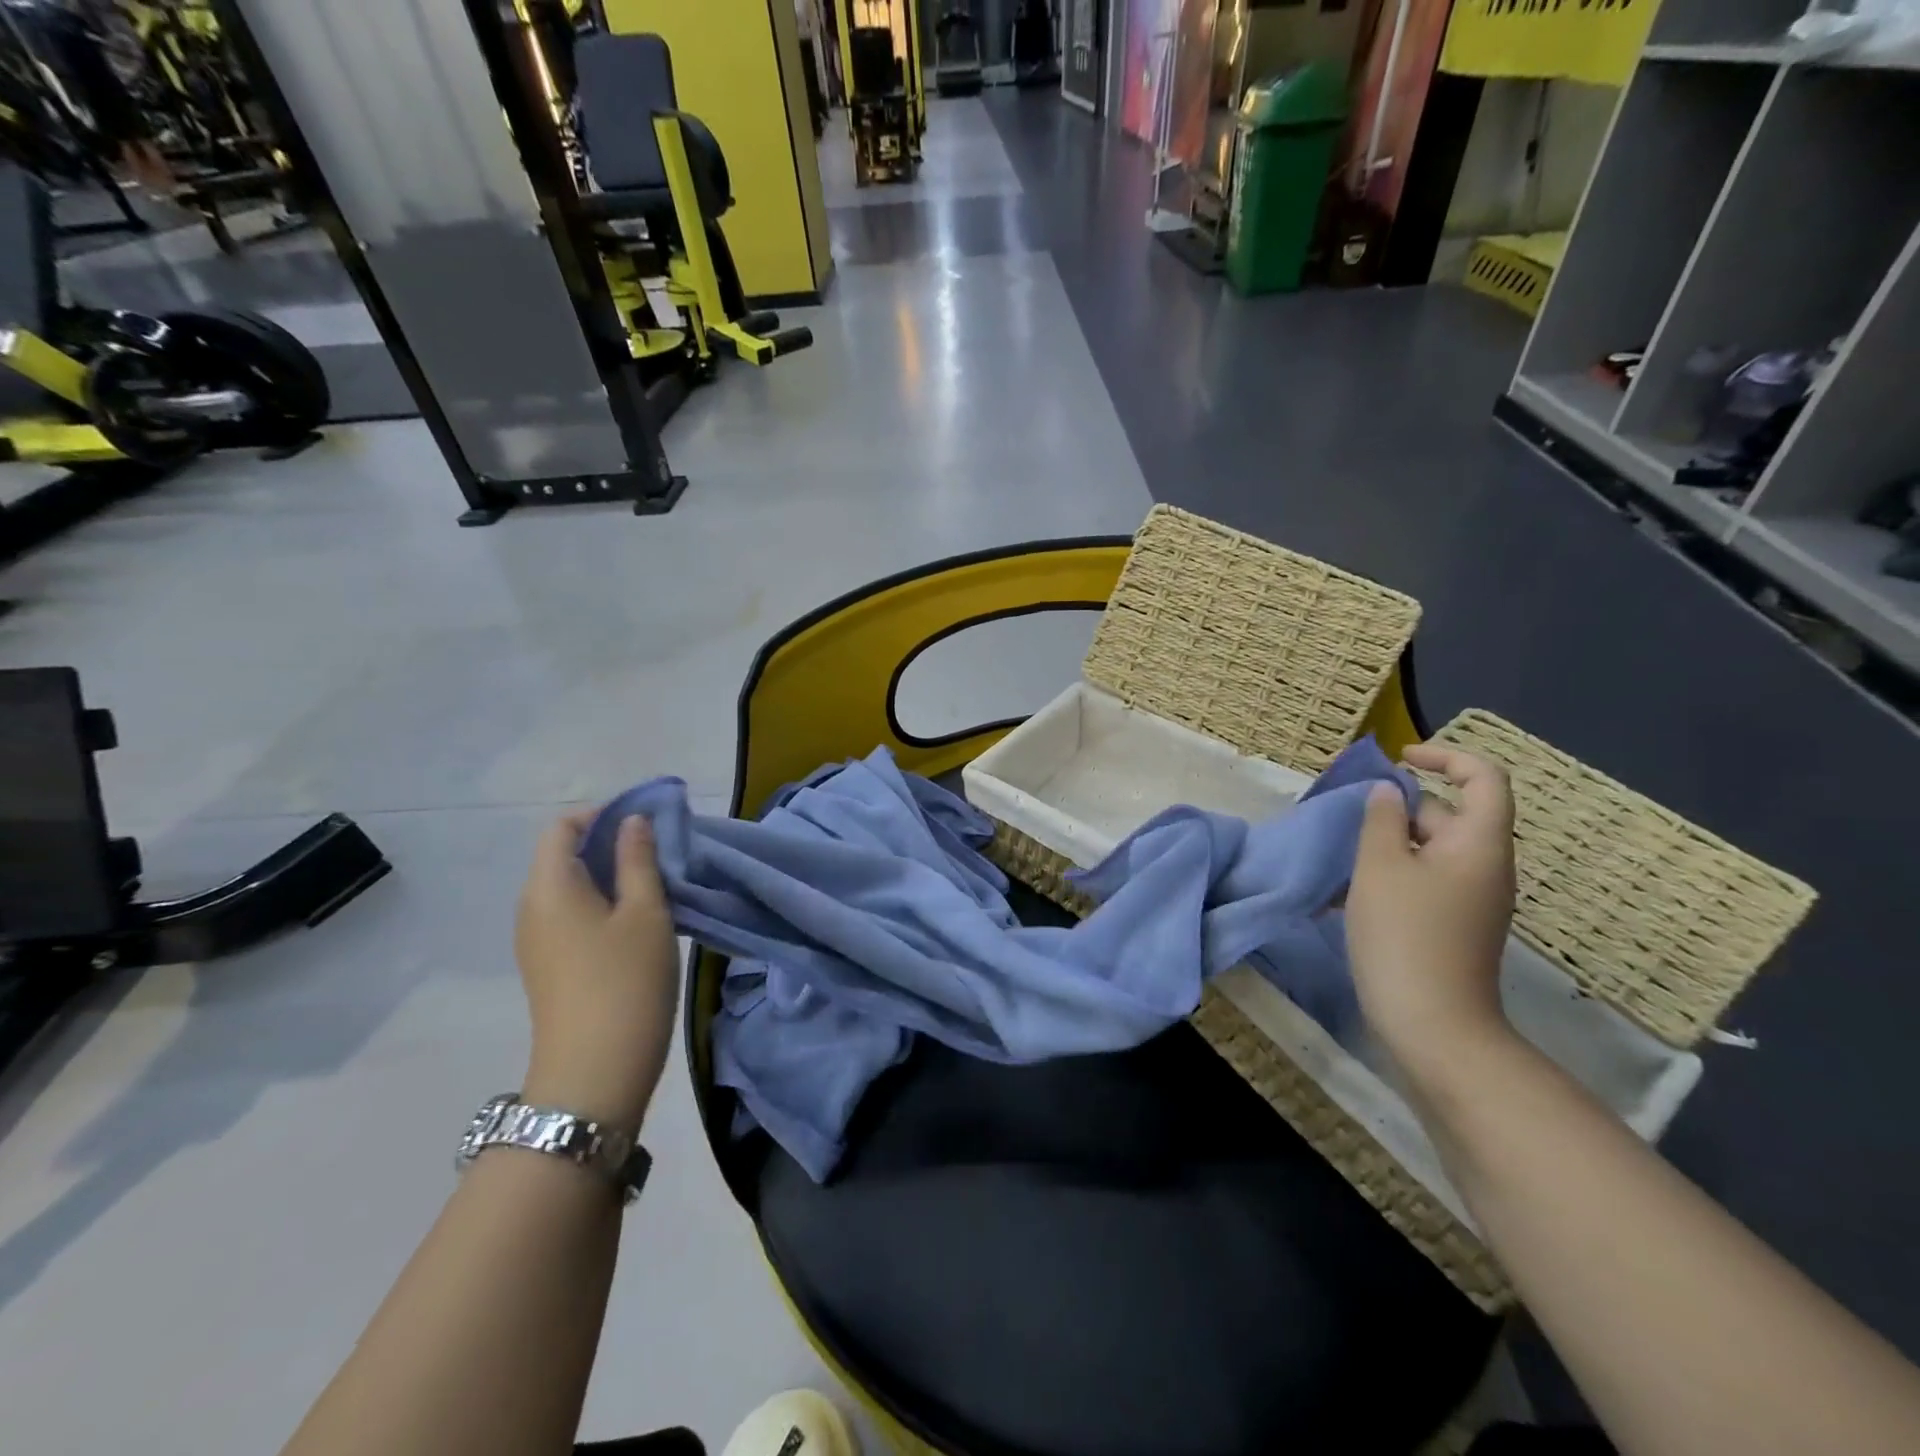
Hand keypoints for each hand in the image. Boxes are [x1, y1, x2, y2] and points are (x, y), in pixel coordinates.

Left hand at [514, 811, 679, 1132]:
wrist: (594, 1074)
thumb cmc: (625, 981)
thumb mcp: (646, 912)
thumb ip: (639, 860)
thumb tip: (632, 821)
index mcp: (549, 886)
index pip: (562, 827)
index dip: (603, 815)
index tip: (647, 824)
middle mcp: (532, 908)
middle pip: (564, 856)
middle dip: (611, 845)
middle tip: (661, 856)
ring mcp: (535, 941)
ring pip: (570, 888)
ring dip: (610, 877)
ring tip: (656, 889)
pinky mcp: (548, 967)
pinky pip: (571, 916)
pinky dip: (602, 905)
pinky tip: (637, 925)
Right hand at [1347, 744, 1517, 1083]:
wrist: (1433, 1024)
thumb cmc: (1406, 934)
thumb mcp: (1380, 867)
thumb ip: (1380, 820)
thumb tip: (1388, 794)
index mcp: (1480, 843)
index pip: (1483, 778)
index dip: (1445, 757)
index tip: (1400, 758)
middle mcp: (1485, 867)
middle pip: (1448, 816)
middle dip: (1398, 810)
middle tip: (1348, 820)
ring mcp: (1473, 900)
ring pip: (1429, 852)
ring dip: (1387, 846)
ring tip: (1341, 859)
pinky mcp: (1455, 926)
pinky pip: (1425, 882)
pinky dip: (1392, 876)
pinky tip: (1350, 895)